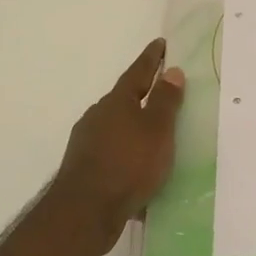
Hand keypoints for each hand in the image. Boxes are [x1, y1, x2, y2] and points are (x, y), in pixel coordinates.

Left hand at [44, 39, 185, 254]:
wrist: (84, 212)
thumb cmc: (128, 164)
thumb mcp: (157, 130)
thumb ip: (165, 101)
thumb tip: (171, 71)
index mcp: (117, 102)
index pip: (138, 72)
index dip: (151, 58)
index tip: (161, 43)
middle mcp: (98, 117)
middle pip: (124, 100)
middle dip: (142, 96)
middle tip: (162, 93)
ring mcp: (87, 143)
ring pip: (116, 129)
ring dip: (133, 130)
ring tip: (154, 139)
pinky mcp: (84, 170)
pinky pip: (112, 156)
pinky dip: (127, 157)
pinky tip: (138, 173)